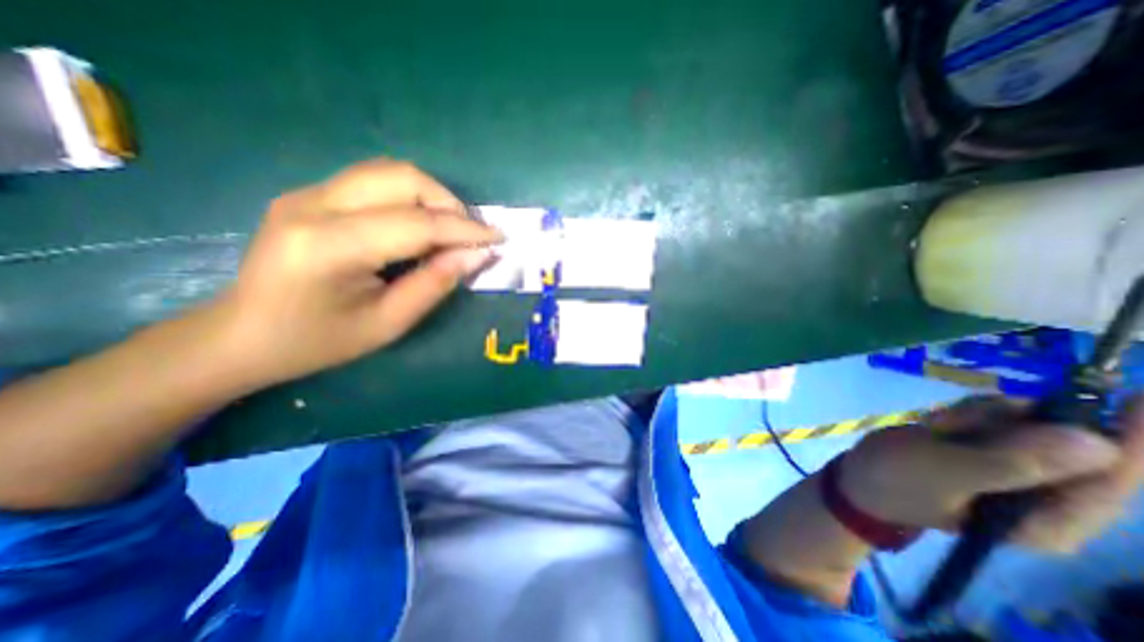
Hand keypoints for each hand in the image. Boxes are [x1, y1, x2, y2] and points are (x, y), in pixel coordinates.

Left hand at [213, 157, 501, 384]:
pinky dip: (411, 199)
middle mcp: (313, 205)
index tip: (498, 238)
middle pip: (402, 177)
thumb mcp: (388, 323)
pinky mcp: (311, 194)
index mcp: (329, 247)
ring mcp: (307, 193)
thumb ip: (435, 284)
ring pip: (390, 172)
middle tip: (470, 236)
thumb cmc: (318, 341)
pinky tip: (420, 227)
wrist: (242, 335)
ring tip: (450, 232)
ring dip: (432, 197)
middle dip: (449, 203)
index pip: (416, 223)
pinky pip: (375, 182)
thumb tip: (479, 255)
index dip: (464, 230)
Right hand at [837, 397, 1138, 550]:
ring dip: (979, 417)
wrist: (858, 479)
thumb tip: (1096, 443)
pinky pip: (999, 422)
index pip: (1112, 478)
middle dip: (1006, 423)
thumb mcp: (942, 470)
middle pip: (1064, 444)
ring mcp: (1019, 475)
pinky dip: (967, 415)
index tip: (1136, 395)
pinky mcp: (991, 455)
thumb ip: (1011, 461)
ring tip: (935, 427)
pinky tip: (937, 426)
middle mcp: (1049, 500)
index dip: (1128, 438)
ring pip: (1028, 427)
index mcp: (1050, 519)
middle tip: (949, 424)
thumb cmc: (894, 479)